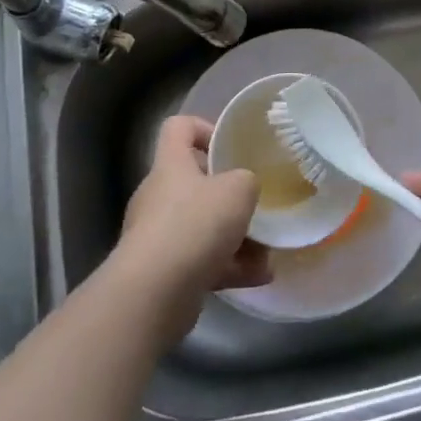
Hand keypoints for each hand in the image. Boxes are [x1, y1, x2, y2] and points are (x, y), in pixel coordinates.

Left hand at [116, 116, 271, 344]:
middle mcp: (158, 194)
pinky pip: (200, 260)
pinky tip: (258, 276)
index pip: (179, 127)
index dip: (204, 128)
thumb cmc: (195, 224)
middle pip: (194, 181)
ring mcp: (157, 235)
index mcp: (171, 164)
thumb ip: (247, 181)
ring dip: (234, 237)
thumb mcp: (238, 189)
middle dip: (228, 195)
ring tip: (266, 251)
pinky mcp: (162, 271)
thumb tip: (244, 188)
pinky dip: (228, 267)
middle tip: (254, 204)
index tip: (229, 147)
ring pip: (201, 226)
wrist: (154, 292)